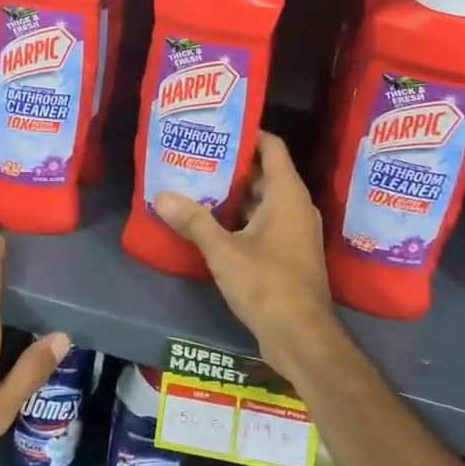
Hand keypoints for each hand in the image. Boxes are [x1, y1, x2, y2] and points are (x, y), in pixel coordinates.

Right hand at [151, 132, 337, 378]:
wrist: (303, 338)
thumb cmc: (268, 285)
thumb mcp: (224, 252)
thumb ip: (194, 221)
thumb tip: (161, 196)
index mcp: (288, 194)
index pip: (272, 147)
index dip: (249, 133)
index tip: (218, 127)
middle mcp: (296, 207)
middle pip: (265, 172)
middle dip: (233, 164)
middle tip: (198, 155)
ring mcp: (295, 232)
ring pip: (263, 200)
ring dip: (234, 193)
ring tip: (198, 183)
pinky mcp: (289, 253)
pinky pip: (264, 222)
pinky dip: (241, 217)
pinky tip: (211, 221)